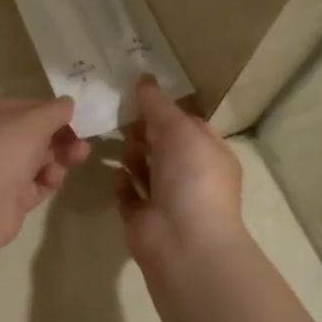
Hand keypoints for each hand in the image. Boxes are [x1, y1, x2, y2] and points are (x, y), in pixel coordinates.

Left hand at [0, 95, 90, 248]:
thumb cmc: (4, 149)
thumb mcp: (35, 120)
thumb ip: (56, 109)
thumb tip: (68, 103)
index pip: (25, 106)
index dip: (51, 110)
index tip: (76, 116)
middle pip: (33, 134)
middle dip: (61, 136)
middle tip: (83, 140)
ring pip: (38, 159)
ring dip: (60, 156)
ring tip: (79, 156)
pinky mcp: (8, 196)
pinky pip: (36, 183)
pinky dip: (48, 179)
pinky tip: (53, 178)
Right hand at [118, 77, 245, 273]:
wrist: (183, 243)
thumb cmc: (191, 179)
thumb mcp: (178, 130)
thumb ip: (158, 105)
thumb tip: (143, 78)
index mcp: (208, 152)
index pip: (186, 122)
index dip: (163, 108)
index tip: (135, 93)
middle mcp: (190, 174)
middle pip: (161, 143)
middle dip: (142, 130)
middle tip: (117, 116)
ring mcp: (166, 197)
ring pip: (142, 166)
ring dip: (129, 154)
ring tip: (113, 144)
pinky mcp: (142, 216)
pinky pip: (127, 192)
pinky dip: (120, 182)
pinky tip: (114, 174)